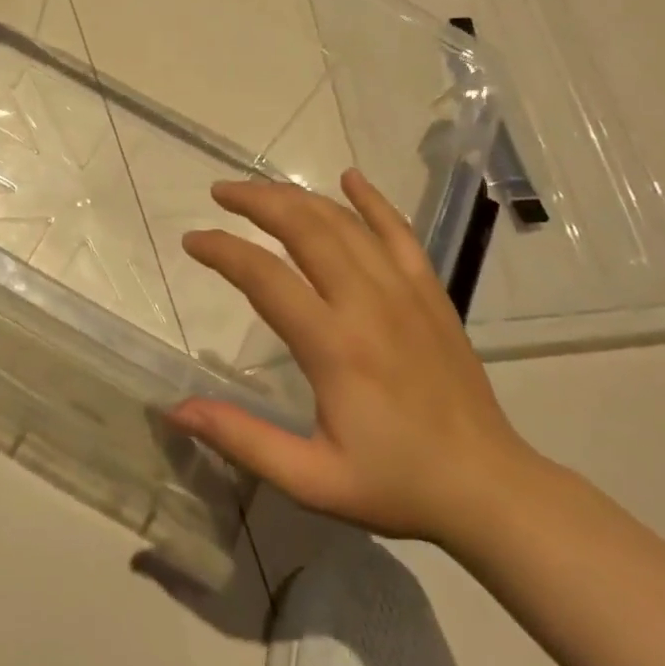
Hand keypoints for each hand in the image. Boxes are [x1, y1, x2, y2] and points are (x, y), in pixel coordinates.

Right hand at [170, 170, 539, 546]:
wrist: (489, 487)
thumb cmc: (395, 483)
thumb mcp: (311, 480)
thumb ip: (242, 439)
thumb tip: (175, 410)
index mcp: (334, 346)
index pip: (264, 276)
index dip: (222, 251)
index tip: (192, 240)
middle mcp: (367, 303)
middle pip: (304, 228)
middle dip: (256, 201)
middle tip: (220, 193)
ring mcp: (404, 291)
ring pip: (344, 222)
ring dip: (297, 197)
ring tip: (260, 189)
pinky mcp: (430, 291)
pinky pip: (398, 231)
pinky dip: (372, 201)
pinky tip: (350, 178)